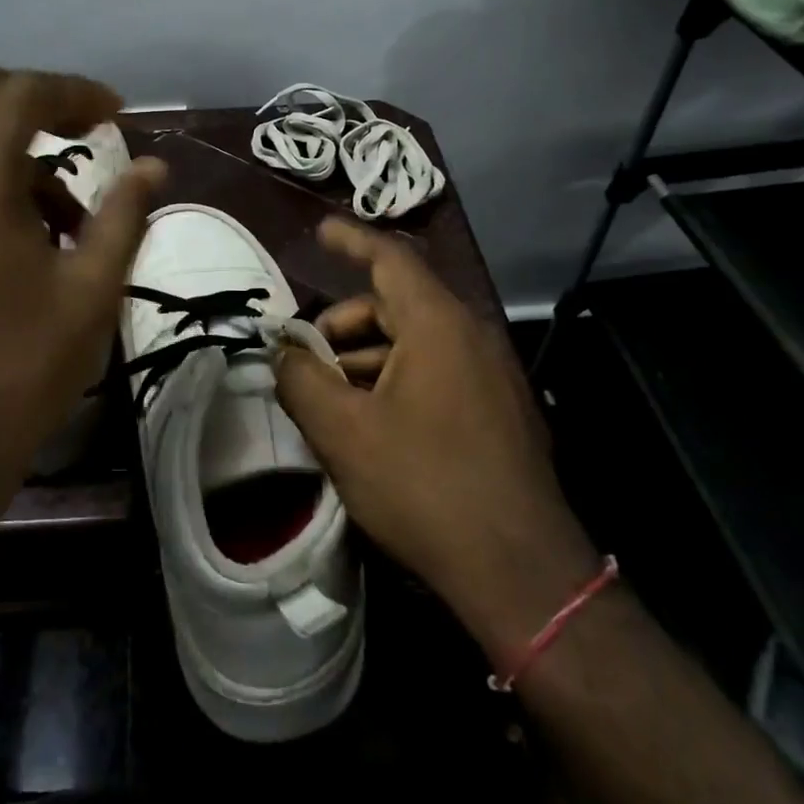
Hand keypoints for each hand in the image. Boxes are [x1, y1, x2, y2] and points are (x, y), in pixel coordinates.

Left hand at [0, 66, 164, 581]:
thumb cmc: (11, 372)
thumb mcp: (89, 292)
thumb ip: (122, 216)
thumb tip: (154, 166)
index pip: (24, 91)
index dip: (78, 93)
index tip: (119, 113)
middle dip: (37, 104)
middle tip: (88, 138)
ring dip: (9, 147)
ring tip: (64, 213)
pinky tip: (17, 238)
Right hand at [275, 218, 599, 663]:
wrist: (521, 572)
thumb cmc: (425, 486)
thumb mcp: (344, 432)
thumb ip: (302, 380)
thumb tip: (282, 352)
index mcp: (438, 324)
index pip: (390, 258)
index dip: (350, 239)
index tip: (319, 231)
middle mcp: (471, 335)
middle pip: (396, 304)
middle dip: (344, 324)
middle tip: (305, 359)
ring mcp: (490, 374)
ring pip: (415, 343)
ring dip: (366, 359)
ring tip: (330, 400)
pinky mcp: (498, 410)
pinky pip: (437, 372)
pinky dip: (396, 380)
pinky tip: (369, 423)